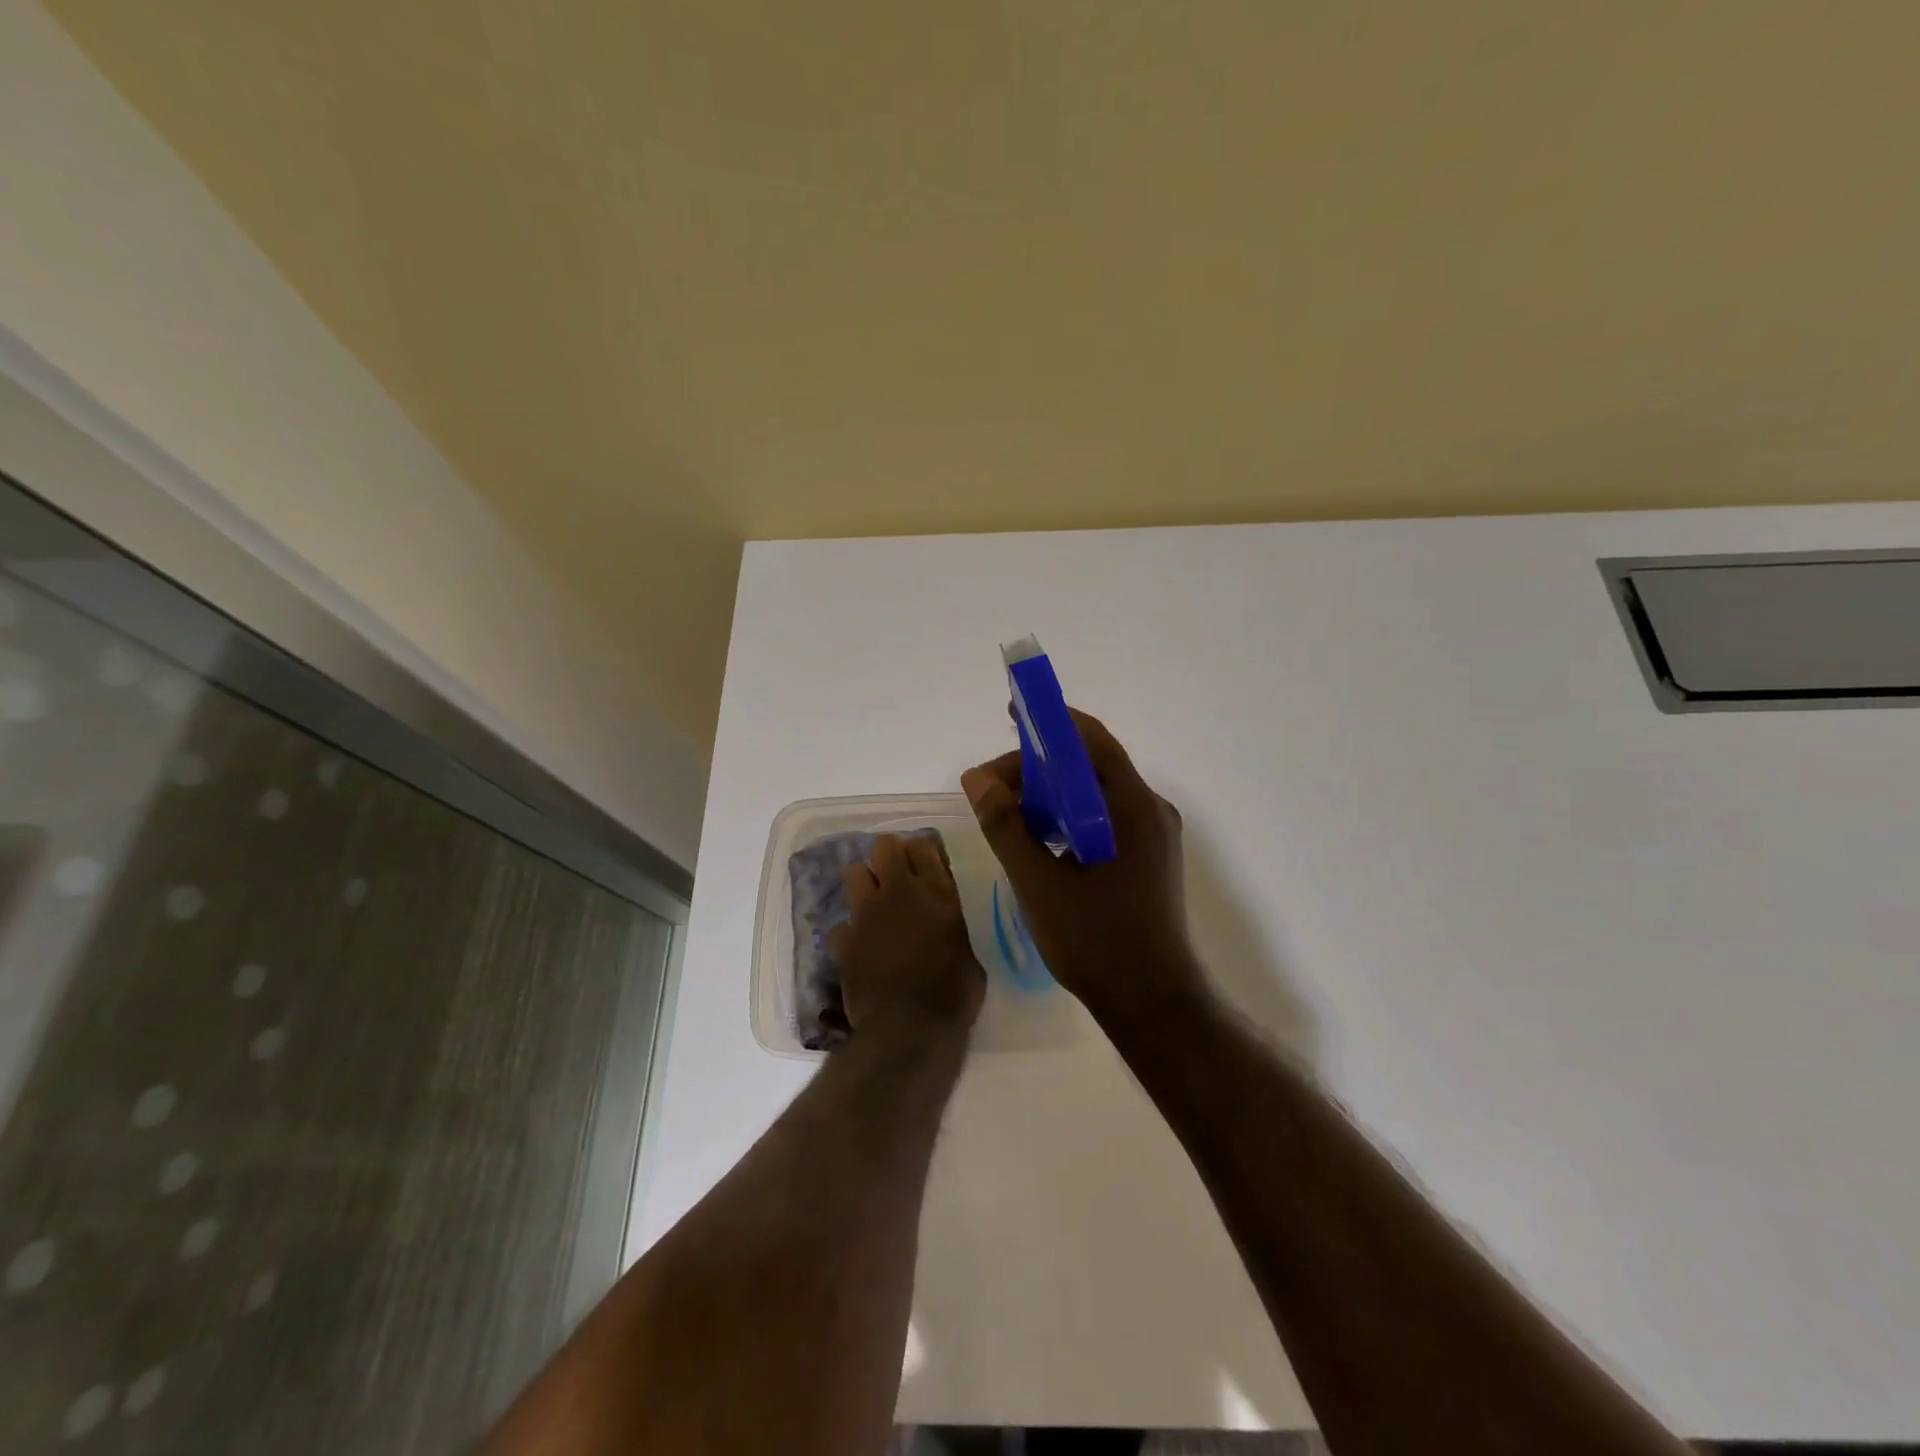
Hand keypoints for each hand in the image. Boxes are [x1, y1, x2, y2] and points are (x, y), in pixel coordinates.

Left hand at [828, 833, 985, 1043]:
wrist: (908, 1031)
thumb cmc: (953, 996)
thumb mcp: (970, 954)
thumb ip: (953, 927)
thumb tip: (946, 925)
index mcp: (937, 892)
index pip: (923, 845)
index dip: (923, 852)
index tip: (927, 865)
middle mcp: (898, 893)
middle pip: (884, 846)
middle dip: (890, 856)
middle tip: (899, 877)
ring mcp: (866, 914)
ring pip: (854, 871)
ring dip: (865, 884)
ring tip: (875, 905)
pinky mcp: (843, 941)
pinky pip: (841, 925)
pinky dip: (850, 935)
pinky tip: (860, 949)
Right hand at [961, 710, 1204, 1025]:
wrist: (1152, 1004)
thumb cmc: (1097, 943)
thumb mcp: (1039, 884)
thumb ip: (1007, 827)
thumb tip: (977, 778)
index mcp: (1134, 808)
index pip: (1091, 742)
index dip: (1051, 722)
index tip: (1013, 714)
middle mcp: (1150, 811)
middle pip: (1090, 766)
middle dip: (1037, 767)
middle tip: (990, 789)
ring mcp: (1152, 835)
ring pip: (1094, 794)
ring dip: (1049, 794)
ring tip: (1006, 813)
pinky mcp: (1146, 857)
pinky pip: (1102, 819)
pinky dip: (1067, 817)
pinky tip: (1037, 838)